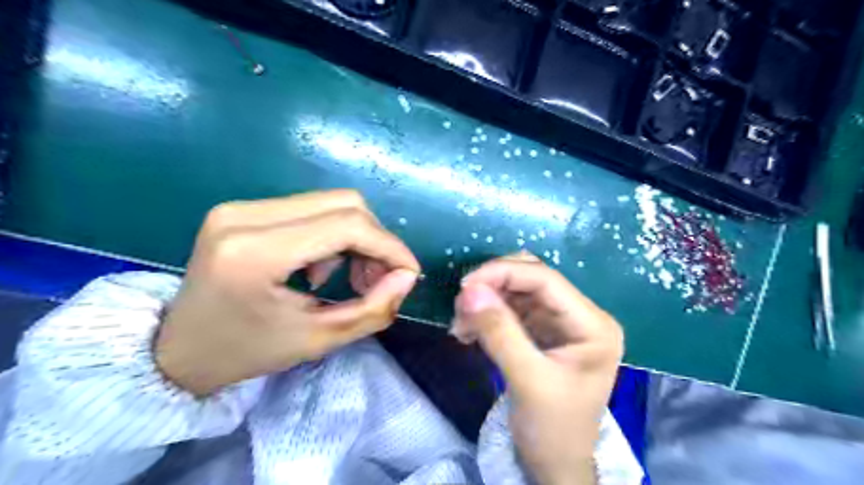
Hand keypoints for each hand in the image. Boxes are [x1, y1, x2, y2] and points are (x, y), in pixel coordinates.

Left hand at [160, 192, 424, 395]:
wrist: (179, 349)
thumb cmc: (246, 352)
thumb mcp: (317, 339)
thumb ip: (372, 309)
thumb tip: (407, 276)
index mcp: (255, 252)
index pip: (347, 226)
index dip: (389, 246)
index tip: (408, 273)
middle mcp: (245, 215)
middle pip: (344, 204)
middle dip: (375, 241)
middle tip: (378, 280)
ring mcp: (241, 206)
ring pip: (331, 203)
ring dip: (356, 238)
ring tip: (350, 277)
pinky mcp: (244, 209)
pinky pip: (311, 209)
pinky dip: (333, 235)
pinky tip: (322, 267)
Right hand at [452, 253, 620, 484]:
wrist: (555, 465)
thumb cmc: (553, 429)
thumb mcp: (528, 380)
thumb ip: (500, 332)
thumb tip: (469, 290)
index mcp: (593, 324)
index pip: (546, 280)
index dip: (503, 273)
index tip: (465, 285)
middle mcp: (579, 315)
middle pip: (531, 279)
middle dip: (493, 286)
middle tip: (461, 307)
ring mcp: (559, 322)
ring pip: (516, 291)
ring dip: (485, 301)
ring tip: (461, 325)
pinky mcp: (541, 332)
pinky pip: (510, 309)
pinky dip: (486, 315)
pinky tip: (468, 331)